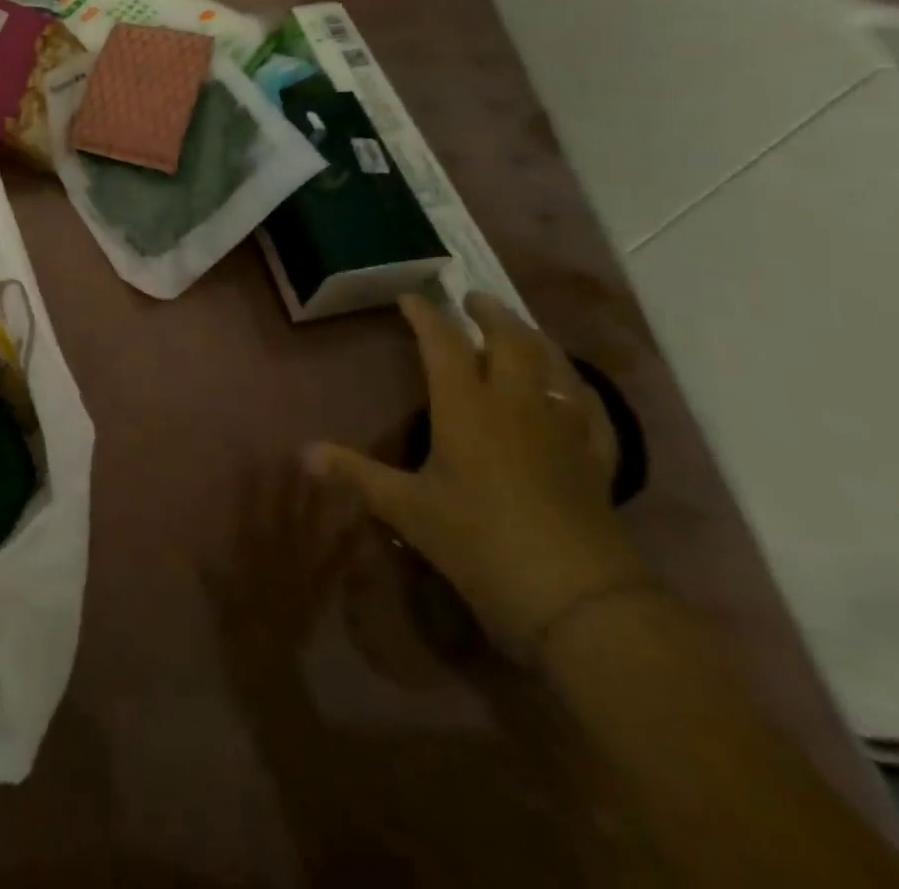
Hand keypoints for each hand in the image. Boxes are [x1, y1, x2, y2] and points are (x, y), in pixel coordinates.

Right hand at [305, 293, 648, 656]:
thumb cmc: (481, 544)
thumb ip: (356, 475)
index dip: (426, 316)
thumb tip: (303, 453)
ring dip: (535, 339)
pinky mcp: (595, 460)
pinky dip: (579, 389)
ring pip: (554, 366)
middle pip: (509, 341)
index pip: (443, 344)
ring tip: (521, 328)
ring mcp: (562, 430)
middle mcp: (517, 405)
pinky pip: (592, 410)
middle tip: (473, 299)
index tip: (410, 297)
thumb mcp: (407, 510)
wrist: (578, 601)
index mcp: (467, 407)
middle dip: (489, 314)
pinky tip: (575, 391)